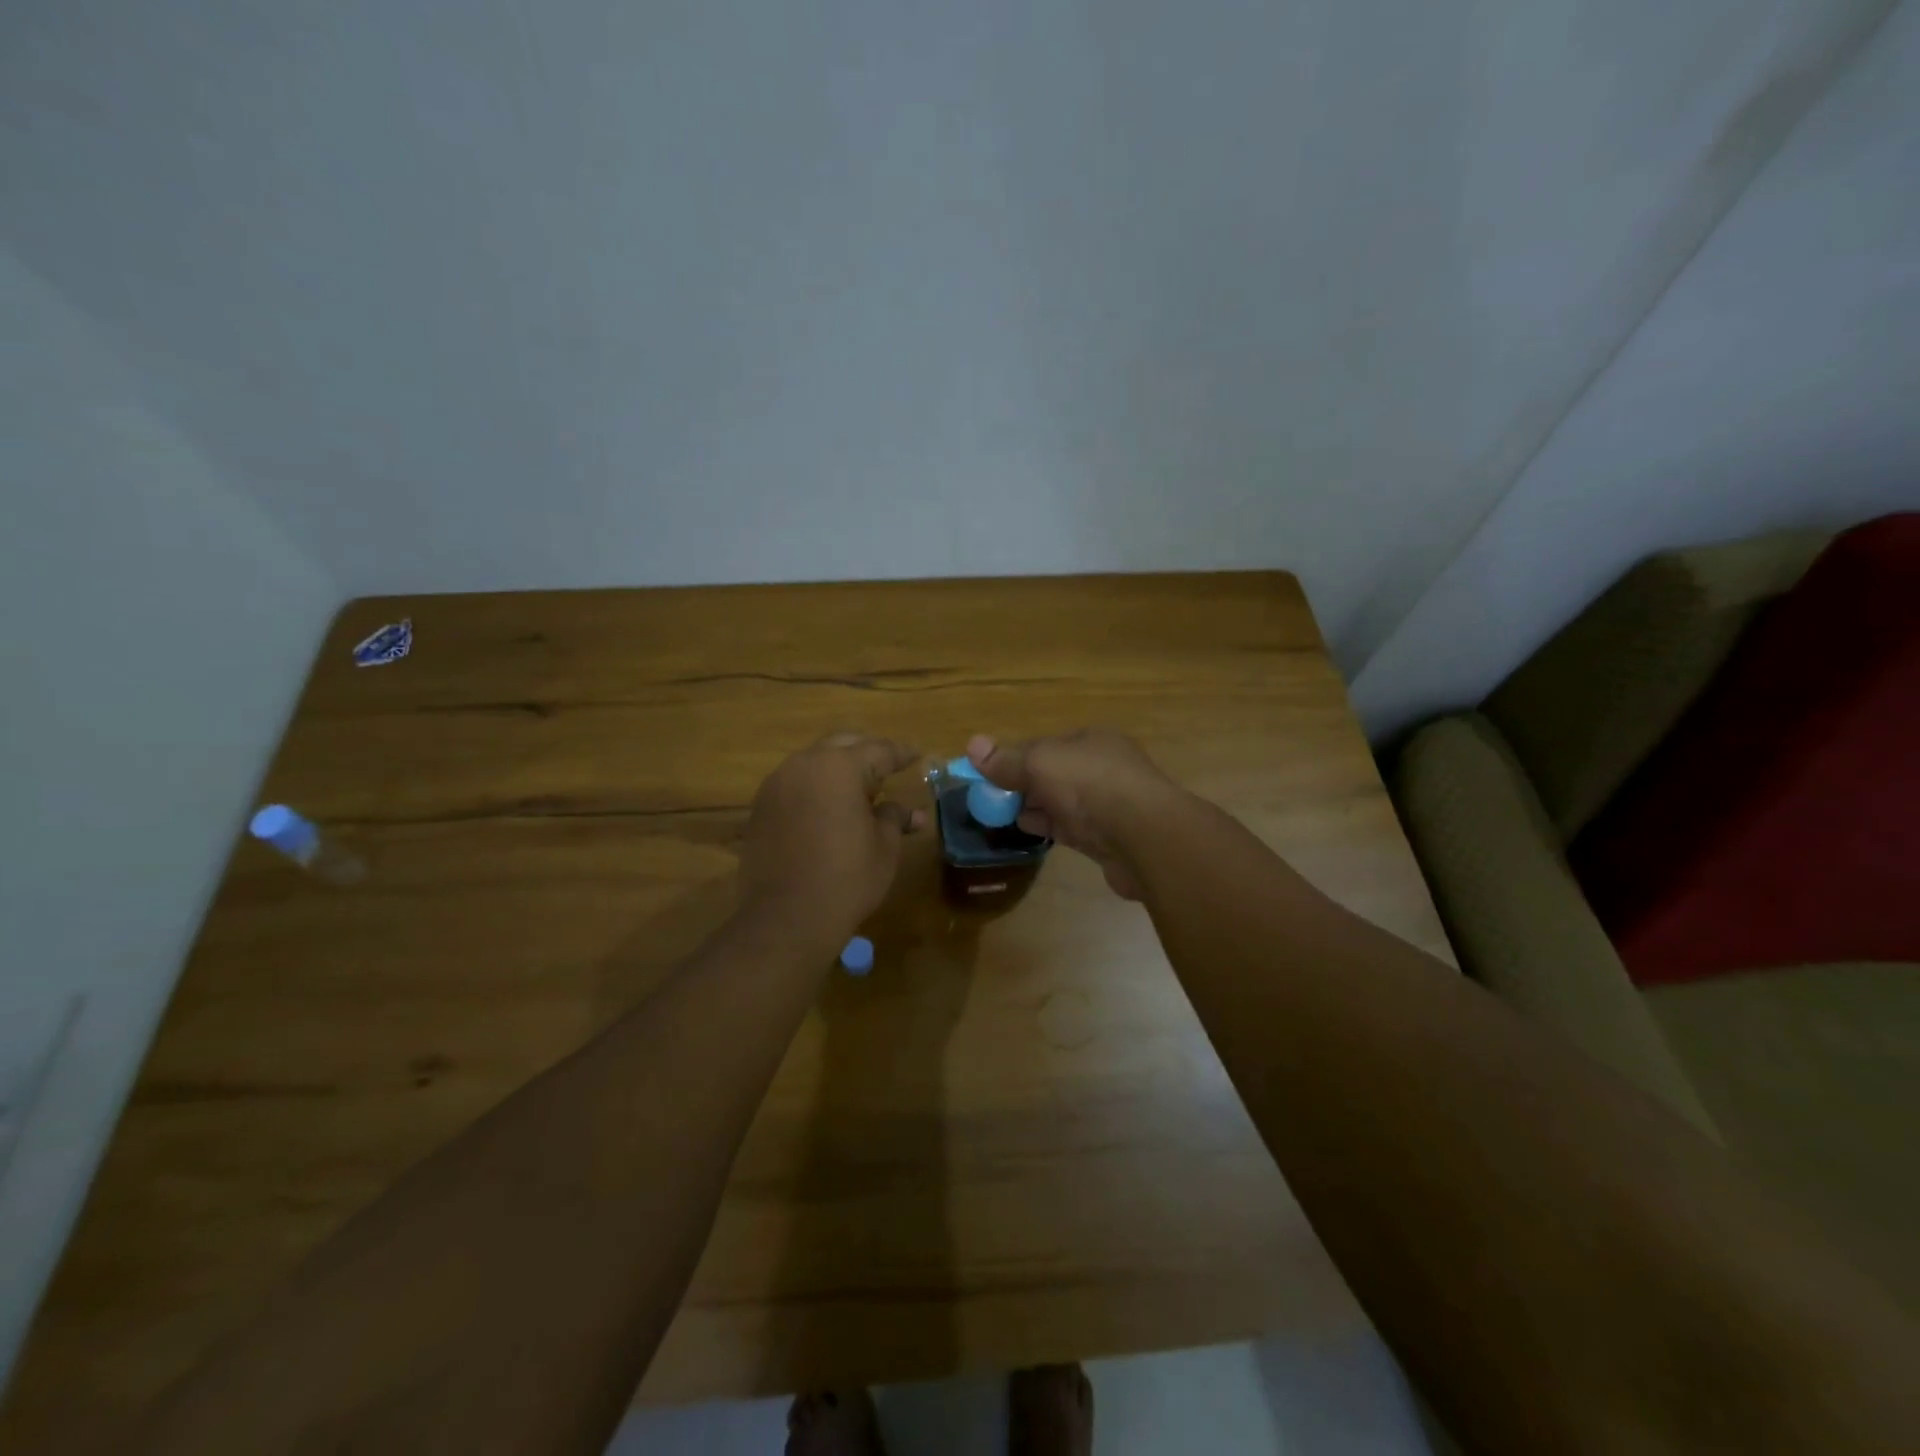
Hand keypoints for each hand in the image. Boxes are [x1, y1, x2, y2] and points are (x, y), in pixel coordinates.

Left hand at [741, 732, 925, 937]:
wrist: (786, 918)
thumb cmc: (846, 878)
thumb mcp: (884, 847)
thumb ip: (894, 817)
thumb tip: (911, 812)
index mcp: (839, 767)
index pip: (878, 750)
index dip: (901, 754)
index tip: (917, 756)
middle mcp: (804, 765)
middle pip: (842, 746)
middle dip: (867, 754)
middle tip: (888, 769)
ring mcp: (777, 785)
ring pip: (814, 763)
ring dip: (838, 770)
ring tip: (859, 791)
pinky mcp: (760, 807)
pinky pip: (795, 785)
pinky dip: (815, 789)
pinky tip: (829, 809)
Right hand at [966, 730, 1182, 900]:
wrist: (1144, 837)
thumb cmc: (1090, 786)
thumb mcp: (1040, 763)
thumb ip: (1007, 760)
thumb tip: (972, 746)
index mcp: (1092, 741)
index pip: (1046, 745)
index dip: (1016, 757)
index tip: (989, 774)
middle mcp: (1103, 768)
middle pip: (1054, 773)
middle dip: (1024, 784)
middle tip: (992, 798)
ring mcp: (1109, 804)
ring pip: (1063, 802)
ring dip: (1035, 806)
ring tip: (1003, 815)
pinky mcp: (1109, 838)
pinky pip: (1072, 827)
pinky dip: (1049, 827)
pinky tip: (1028, 831)